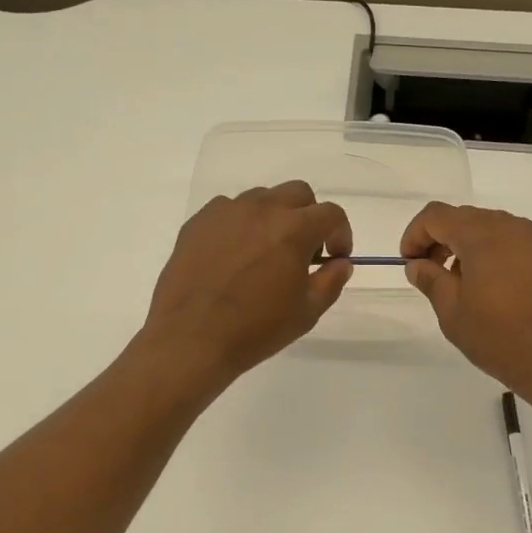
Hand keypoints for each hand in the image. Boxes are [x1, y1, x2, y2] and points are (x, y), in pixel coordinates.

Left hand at [141, 181, 352, 387]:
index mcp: (294, 228)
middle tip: (303, 250)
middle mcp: (261, 208)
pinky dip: (240, 225)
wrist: (191, 338)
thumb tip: (340, 263)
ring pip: (262, 198)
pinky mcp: (198, 222)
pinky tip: (233, 256)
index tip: (335, 257)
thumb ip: (331, 281)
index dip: (340, 234)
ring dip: (274, 217)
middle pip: (298, 194)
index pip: (331, 214)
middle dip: (309, 216)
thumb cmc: (256, 329)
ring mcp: (226, 211)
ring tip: (265, 252)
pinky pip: (228, 210)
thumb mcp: (307, 312)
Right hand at [400, 202, 531, 404]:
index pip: (436, 216)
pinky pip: (514, 245)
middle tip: (430, 272)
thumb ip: (430, 280)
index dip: (415, 234)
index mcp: (482, 234)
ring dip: (468, 247)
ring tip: (461, 284)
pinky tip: (492, 290)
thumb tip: (417, 265)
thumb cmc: (498, 336)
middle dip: (440, 239)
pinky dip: (494, 256)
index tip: (409, 262)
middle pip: (465, 218)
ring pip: (491, 229)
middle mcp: (511, 227)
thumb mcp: (452, 312)